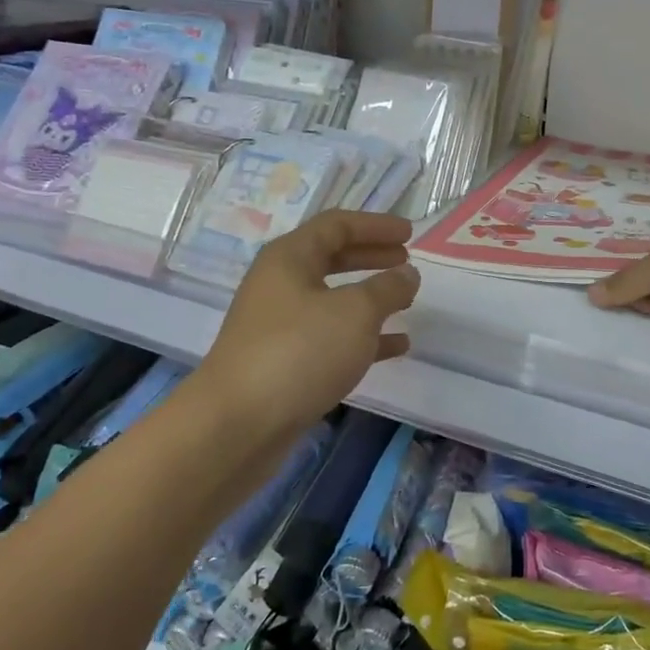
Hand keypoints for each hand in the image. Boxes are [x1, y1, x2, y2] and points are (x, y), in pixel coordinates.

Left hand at [194, 210, 419, 452]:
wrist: (239, 424)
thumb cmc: (299, 352)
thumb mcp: (355, 312)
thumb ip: (387, 288)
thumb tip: (407, 274)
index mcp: (290, 258)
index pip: (336, 225)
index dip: (375, 225)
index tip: (410, 233)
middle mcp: (280, 285)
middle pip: (331, 258)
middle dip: (371, 257)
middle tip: (406, 261)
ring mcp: (280, 326)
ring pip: (332, 300)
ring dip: (369, 298)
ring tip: (405, 301)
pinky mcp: (285, 363)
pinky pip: (331, 338)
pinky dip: (363, 337)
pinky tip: (395, 347)